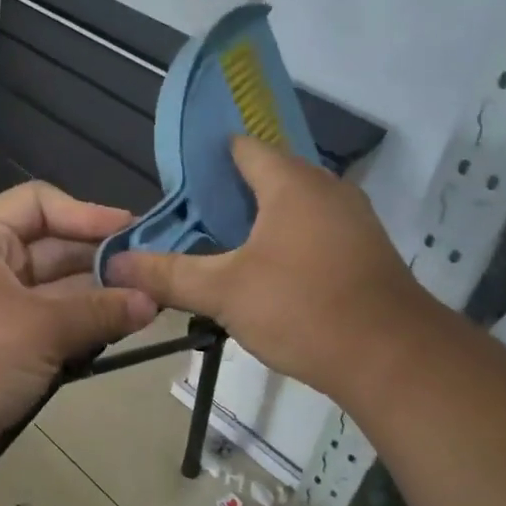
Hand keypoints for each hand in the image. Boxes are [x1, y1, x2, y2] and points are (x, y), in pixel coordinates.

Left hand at [0, 183, 158, 467]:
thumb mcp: (40, 327)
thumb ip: (99, 310)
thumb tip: (152, 300)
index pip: (41, 204)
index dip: (87, 213)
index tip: (134, 233)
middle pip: (55, 249)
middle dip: (102, 262)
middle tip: (154, 276)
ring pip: (58, 291)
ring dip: (98, 299)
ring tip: (149, 306)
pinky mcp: (6, 344)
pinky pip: (52, 325)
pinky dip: (82, 328)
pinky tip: (121, 332)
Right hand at [107, 136, 444, 397]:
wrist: (392, 357)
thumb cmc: (302, 307)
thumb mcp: (223, 292)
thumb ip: (167, 275)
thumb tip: (114, 263)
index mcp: (291, 182)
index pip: (242, 148)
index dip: (206, 160)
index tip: (174, 185)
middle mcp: (326, 189)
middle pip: (268, 177)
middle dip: (227, 195)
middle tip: (188, 222)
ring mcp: (352, 220)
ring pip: (293, 208)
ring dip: (258, 222)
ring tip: (219, 248)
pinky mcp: (364, 252)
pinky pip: (313, 232)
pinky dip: (285, 242)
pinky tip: (264, 274)